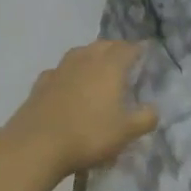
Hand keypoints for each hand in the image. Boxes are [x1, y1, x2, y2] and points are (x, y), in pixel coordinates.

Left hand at [4, 40, 158, 176]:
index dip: (138, 49)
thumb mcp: (126, 132)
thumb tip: (154, 109)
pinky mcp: (41, 83)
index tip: (145, 52)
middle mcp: (85, 60)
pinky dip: (68, 73)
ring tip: (97, 67)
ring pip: (80, 53)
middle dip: (115, 49)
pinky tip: (68, 84)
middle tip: (124, 60)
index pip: (127, 48)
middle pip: (103, 45)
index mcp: (109, 67)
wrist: (36, 145)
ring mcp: (60, 69)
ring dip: (91, 56)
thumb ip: (145, 118)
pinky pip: (60, 70)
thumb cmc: (88, 135)